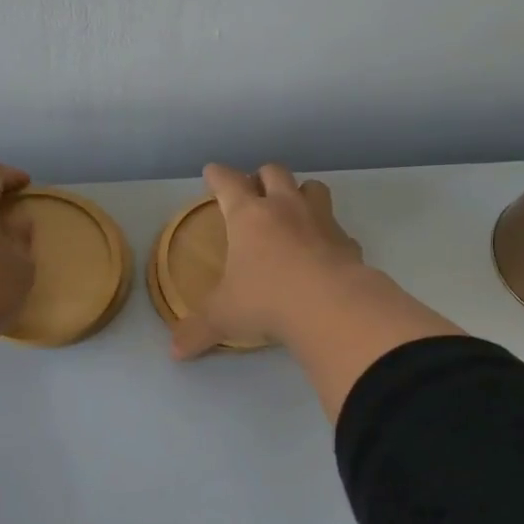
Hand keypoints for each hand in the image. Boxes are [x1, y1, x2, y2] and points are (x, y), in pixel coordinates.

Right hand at [171, 163, 366, 359]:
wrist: (331, 307)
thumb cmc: (265, 300)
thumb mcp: (223, 318)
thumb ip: (198, 330)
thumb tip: (175, 351)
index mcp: (248, 217)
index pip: (228, 183)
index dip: (218, 176)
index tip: (212, 172)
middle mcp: (285, 208)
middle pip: (274, 173)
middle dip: (261, 177)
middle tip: (254, 190)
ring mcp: (321, 221)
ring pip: (313, 187)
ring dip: (301, 193)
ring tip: (293, 209)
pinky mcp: (348, 242)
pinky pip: (337, 229)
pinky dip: (328, 234)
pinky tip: (323, 251)